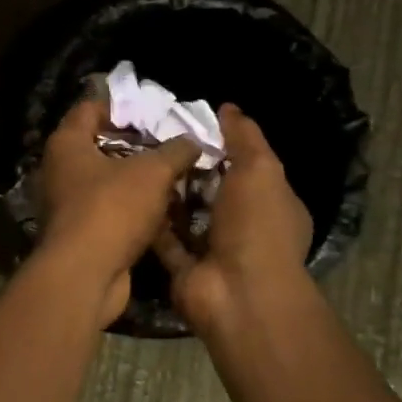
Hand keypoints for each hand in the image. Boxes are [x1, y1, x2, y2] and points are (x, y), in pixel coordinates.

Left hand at [36, 97, 197, 321]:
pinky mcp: (80, 232)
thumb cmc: (112, 209)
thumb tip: (192, 140)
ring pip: (108, 181)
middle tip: (172, 146)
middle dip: (137, 146)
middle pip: (101, 145)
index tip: (154, 114)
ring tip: (176, 176)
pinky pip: (110, 210)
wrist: (85, 275)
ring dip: (139, 180)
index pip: (90, 109)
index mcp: (67, 143)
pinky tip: (165, 211)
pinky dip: (134, 208)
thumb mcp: (152, 172)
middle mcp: (60, 169)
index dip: (122, 107)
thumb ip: (175, 151)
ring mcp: (67, 202)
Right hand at [154, 105, 315, 334]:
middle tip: (153, 136)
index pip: (248, 166)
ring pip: (185, 212)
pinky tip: (129, 190)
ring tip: (136, 157)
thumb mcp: (260, 169)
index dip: (223, 144)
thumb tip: (228, 107)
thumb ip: (244, 137)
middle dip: (189, 167)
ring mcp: (213, 248)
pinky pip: (164, 235)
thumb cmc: (257, 225)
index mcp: (271, 204)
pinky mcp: (183, 266)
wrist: (237, 293)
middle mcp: (244, 226)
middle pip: (212, 188)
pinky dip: (151, 218)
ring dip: (166, 191)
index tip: (190, 122)